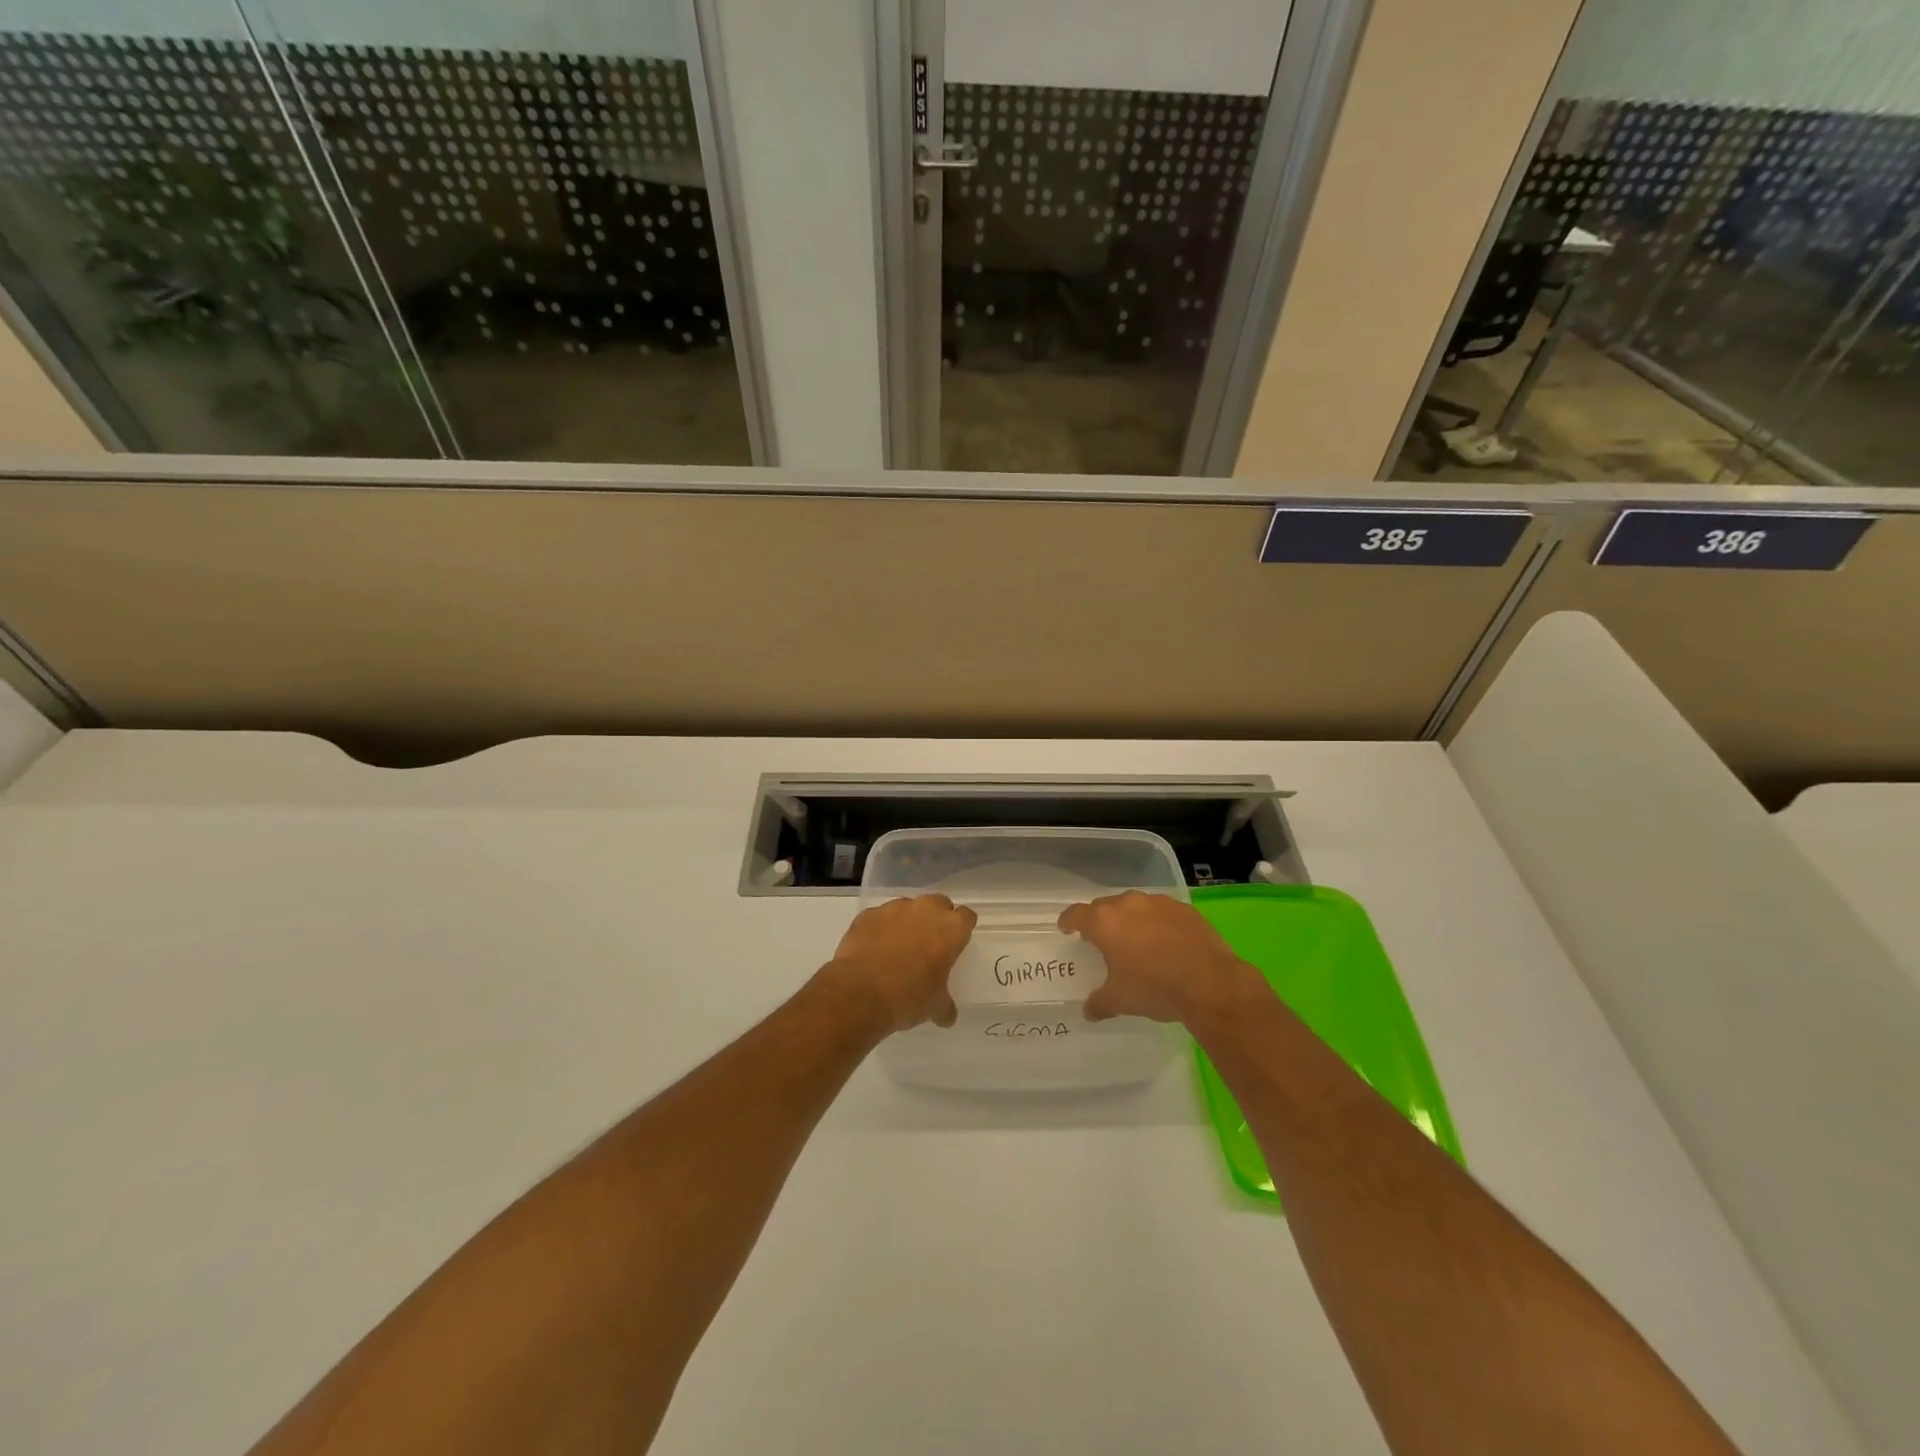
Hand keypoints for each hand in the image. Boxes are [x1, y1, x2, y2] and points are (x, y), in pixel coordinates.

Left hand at [820, 894, 976, 1033]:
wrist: (860, 992)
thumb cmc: (908, 997)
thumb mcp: (935, 1007)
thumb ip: (945, 1006)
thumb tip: (947, 1016)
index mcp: (951, 928)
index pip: (966, 916)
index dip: (961, 929)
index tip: (956, 942)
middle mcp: (926, 909)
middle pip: (938, 903)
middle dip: (936, 918)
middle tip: (929, 942)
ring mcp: (894, 908)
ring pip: (907, 907)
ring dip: (907, 921)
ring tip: (898, 947)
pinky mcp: (868, 914)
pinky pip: (880, 917)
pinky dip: (880, 928)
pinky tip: (873, 948)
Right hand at [1059, 891, 1263, 1026]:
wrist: (1209, 983)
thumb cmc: (1155, 988)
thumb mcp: (1120, 1000)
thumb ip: (1099, 1003)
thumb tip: (1087, 1012)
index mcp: (1104, 922)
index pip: (1076, 914)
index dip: (1068, 921)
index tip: (1066, 928)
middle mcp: (1128, 904)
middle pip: (1105, 906)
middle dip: (1100, 920)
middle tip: (1102, 939)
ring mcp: (1158, 903)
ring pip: (1135, 906)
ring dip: (1130, 919)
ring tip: (1136, 940)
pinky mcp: (1184, 908)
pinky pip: (1161, 912)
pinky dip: (1157, 922)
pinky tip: (1165, 941)